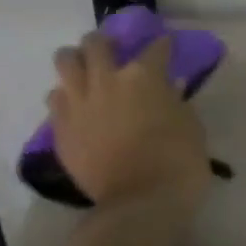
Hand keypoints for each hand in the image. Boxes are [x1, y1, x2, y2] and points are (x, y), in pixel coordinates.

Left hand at [48, 32, 210, 207]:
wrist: (141, 203)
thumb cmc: (179, 163)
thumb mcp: (191, 126)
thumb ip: (176, 101)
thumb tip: (169, 88)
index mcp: (144, 76)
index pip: (155, 47)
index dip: (163, 45)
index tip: (166, 47)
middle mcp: (106, 80)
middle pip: (96, 43)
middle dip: (106, 42)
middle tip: (113, 53)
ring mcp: (79, 103)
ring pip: (65, 61)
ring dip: (76, 61)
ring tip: (85, 72)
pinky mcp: (61, 128)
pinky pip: (54, 98)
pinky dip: (65, 96)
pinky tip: (76, 106)